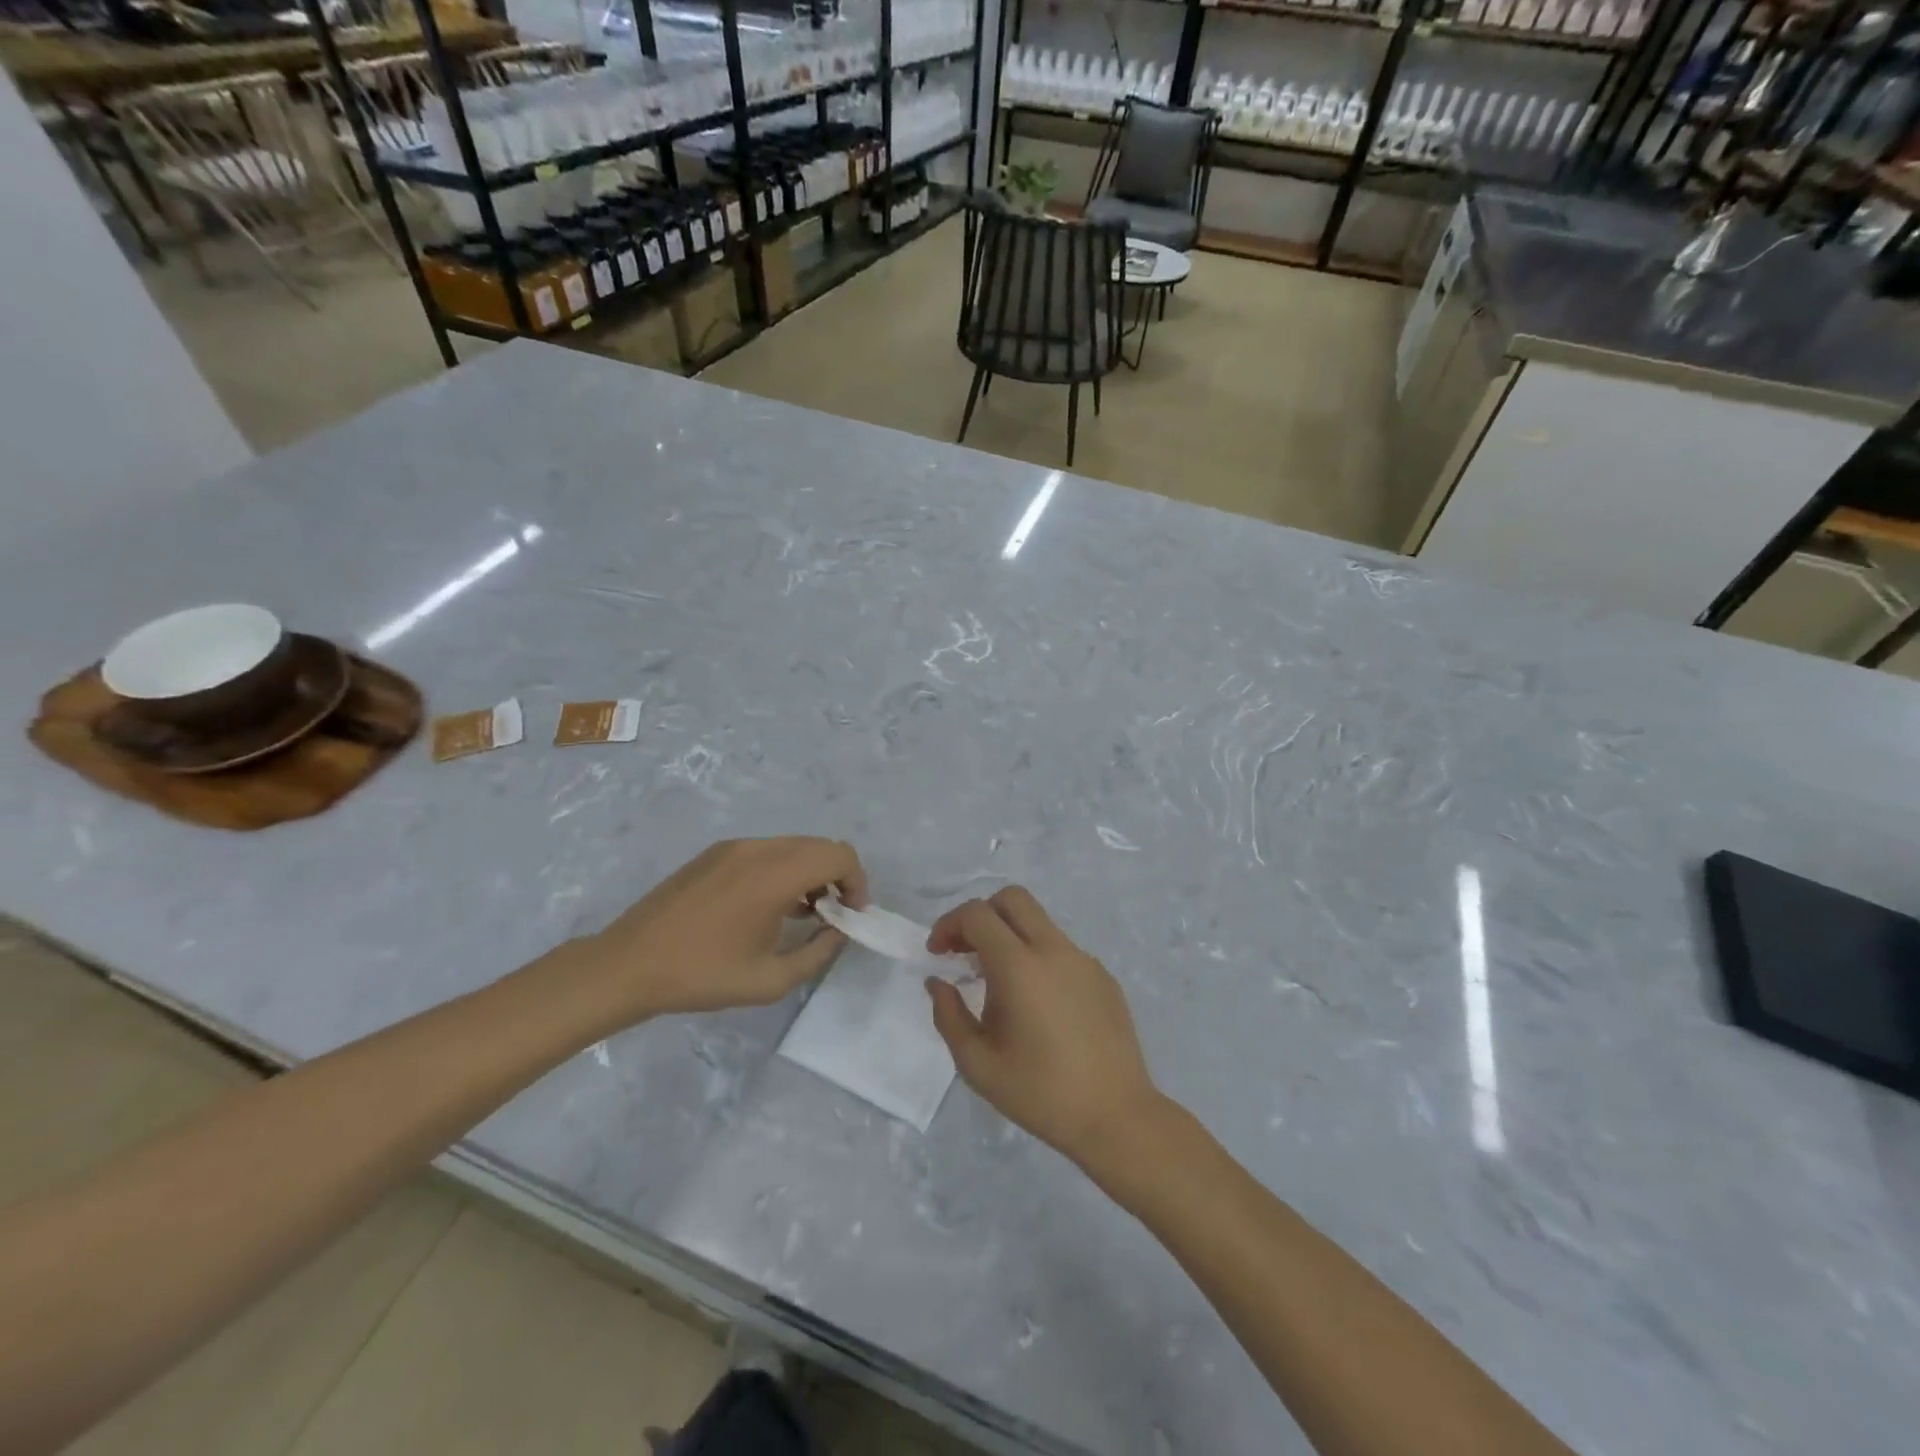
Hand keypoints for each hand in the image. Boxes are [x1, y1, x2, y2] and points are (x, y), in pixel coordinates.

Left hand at [569, 838, 866, 1022]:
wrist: (628, 964)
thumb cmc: (702, 975)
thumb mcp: (770, 980)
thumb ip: (818, 952)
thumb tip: (838, 931)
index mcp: (774, 875)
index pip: (839, 854)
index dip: (857, 881)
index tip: (850, 915)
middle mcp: (758, 849)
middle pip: (819, 845)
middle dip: (836, 877)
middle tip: (831, 916)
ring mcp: (733, 848)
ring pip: (793, 846)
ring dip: (809, 873)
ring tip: (801, 915)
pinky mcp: (714, 854)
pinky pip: (766, 851)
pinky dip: (783, 870)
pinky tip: (767, 907)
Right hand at [925, 887, 1162, 1168]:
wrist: (1116, 1117)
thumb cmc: (1040, 1094)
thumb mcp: (978, 1064)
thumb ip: (948, 1015)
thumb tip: (938, 982)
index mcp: (1020, 967)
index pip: (978, 914)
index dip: (949, 924)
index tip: (938, 954)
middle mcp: (1054, 950)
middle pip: (1013, 899)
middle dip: (981, 915)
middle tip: (965, 952)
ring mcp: (1084, 960)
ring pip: (1039, 923)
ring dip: (1010, 936)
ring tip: (998, 983)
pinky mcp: (1103, 976)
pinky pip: (1061, 950)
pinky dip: (1038, 958)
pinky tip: (1037, 1005)